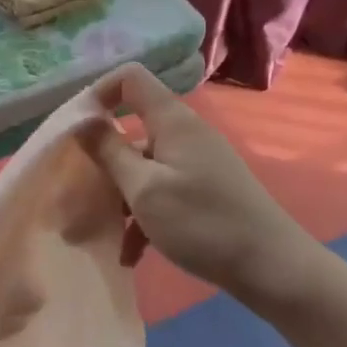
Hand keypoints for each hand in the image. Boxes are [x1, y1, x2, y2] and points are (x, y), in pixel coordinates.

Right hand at [79, 63, 311, 299]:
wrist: (271, 267)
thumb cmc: (202, 222)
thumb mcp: (144, 189)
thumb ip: (110, 152)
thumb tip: (83, 121)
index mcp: (172, 121)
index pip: (130, 78)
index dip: (99, 94)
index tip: (75, 130)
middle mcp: (185, 135)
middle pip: (132, 130)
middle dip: (101, 161)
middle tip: (75, 194)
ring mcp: (196, 164)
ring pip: (143, 168)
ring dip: (119, 198)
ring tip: (96, 235)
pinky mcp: (203, 192)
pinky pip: (161, 193)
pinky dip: (143, 218)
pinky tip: (130, 254)